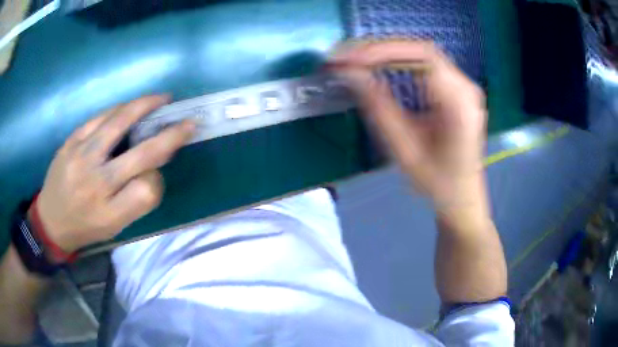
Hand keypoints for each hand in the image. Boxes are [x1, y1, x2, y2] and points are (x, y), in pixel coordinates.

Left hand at [33, 95, 194, 252]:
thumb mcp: (113, 227)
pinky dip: (119, 109)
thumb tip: (153, 169)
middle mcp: (96, 183)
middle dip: (169, 135)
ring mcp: (81, 156)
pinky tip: (129, 107)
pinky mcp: (71, 141)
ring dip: (144, 107)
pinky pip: (100, 118)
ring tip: (159, 99)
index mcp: (109, 212)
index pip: (148, 191)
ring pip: (119, 123)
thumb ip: (134, 201)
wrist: (50, 221)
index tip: (162, 168)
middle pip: (141, 153)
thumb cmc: (85, 226)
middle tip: (186, 121)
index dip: (159, 177)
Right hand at [330, 41, 486, 206]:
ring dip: (388, 52)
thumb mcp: (404, 150)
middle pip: (421, 50)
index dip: (382, 50)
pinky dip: (400, 61)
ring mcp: (464, 87)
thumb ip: (378, 107)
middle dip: (380, 48)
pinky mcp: (458, 90)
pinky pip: (427, 64)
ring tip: (357, 60)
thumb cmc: (437, 183)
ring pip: (423, 54)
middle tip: (346, 57)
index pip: (421, 56)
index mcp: (459, 103)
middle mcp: (466, 87)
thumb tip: (349, 72)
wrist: (463, 197)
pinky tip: (380, 66)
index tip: (349, 59)